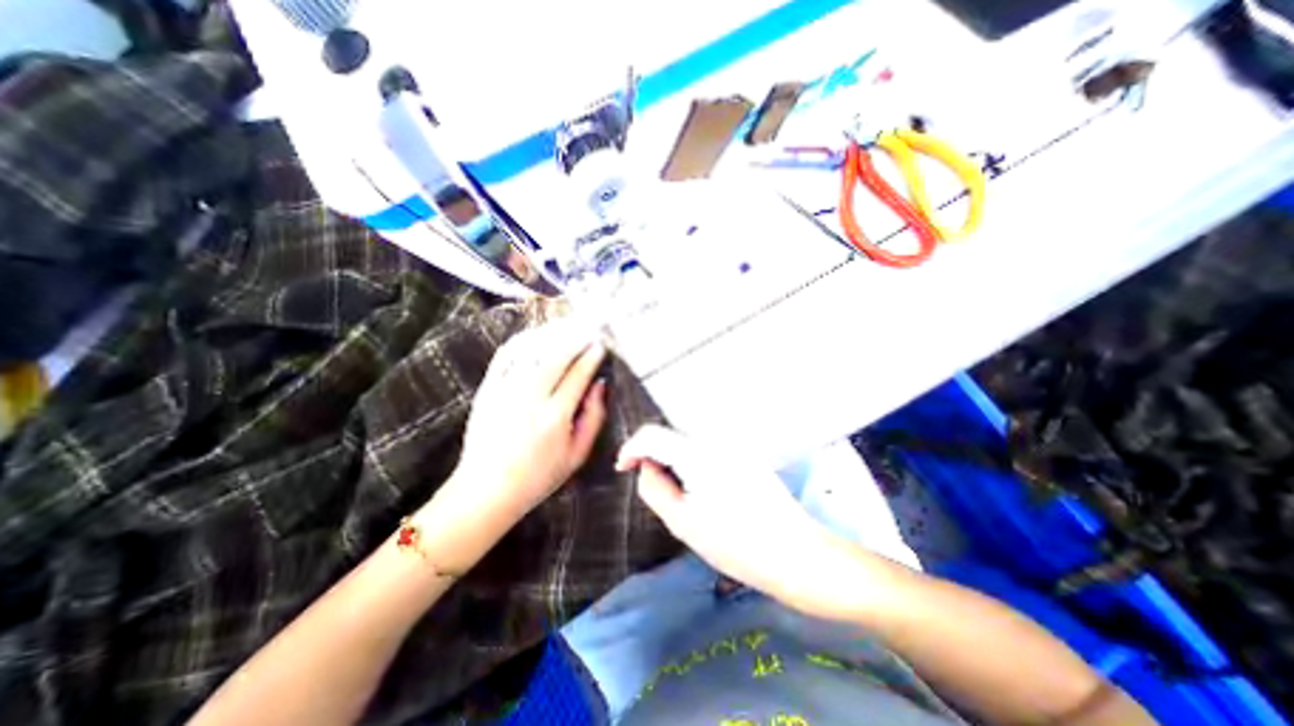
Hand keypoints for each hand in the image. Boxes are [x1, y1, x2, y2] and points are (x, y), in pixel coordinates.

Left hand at [442, 323, 610, 532]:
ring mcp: (505, 390)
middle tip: (589, 329)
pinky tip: (536, 335)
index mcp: (555, 416)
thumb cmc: (539, 476)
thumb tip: (600, 385)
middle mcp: (530, 398)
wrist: (486, 489)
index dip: (592, 356)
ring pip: (532, 350)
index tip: (601, 345)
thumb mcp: (577, 455)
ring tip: (567, 326)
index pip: (578, 375)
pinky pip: (506, 355)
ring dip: (552, 334)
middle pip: (557, 356)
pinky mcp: (488, 389)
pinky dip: (523, 341)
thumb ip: (594, 418)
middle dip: (576, 338)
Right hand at [616, 424, 856, 612]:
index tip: (623, 468)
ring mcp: (733, 445)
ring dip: (673, 460)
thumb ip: (654, 488)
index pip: (652, 434)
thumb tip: (645, 467)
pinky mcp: (745, 455)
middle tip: (651, 487)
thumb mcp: (683, 522)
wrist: (795, 553)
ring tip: (677, 494)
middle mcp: (715, 439)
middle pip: (671, 436)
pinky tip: (701, 491)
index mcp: (697, 452)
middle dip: (653, 457)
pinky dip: (692, 463)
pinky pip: (707, 450)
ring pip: (688, 443)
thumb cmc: (736, 544)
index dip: (631, 448)